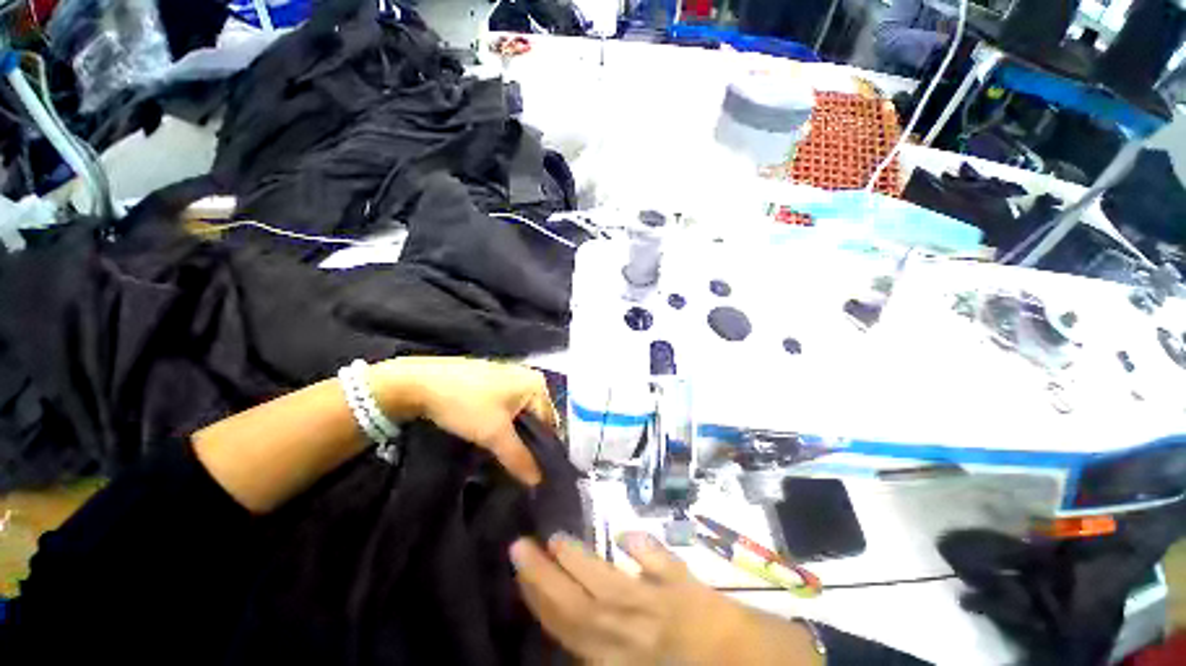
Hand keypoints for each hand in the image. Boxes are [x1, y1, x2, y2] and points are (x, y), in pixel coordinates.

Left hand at [371, 357, 557, 485]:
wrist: (419, 383)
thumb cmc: (466, 404)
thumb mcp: (494, 434)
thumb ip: (519, 458)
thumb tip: (538, 481)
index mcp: (536, 383)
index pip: (550, 422)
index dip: (543, 449)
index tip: (536, 472)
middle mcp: (527, 376)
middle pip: (535, 417)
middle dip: (527, 441)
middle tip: (518, 466)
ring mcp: (508, 376)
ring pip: (518, 413)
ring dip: (513, 434)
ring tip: (504, 456)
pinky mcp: (490, 380)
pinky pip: (505, 406)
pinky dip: (501, 423)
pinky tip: (490, 436)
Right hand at [510, 532, 820, 664]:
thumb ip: (617, 650)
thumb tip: (586, 629)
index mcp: (626, 656)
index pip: (571, 627)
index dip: (541, 599)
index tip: (520, 568)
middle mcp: (637, 629)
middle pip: (582, 602)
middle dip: (547, 575)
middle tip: (522, 544)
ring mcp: (665, 604)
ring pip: (611, 581)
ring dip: (581, 559)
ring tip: (556, 537)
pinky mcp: (690, 586)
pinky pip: (662, 563)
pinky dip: (644, 548)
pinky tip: (628, 534)